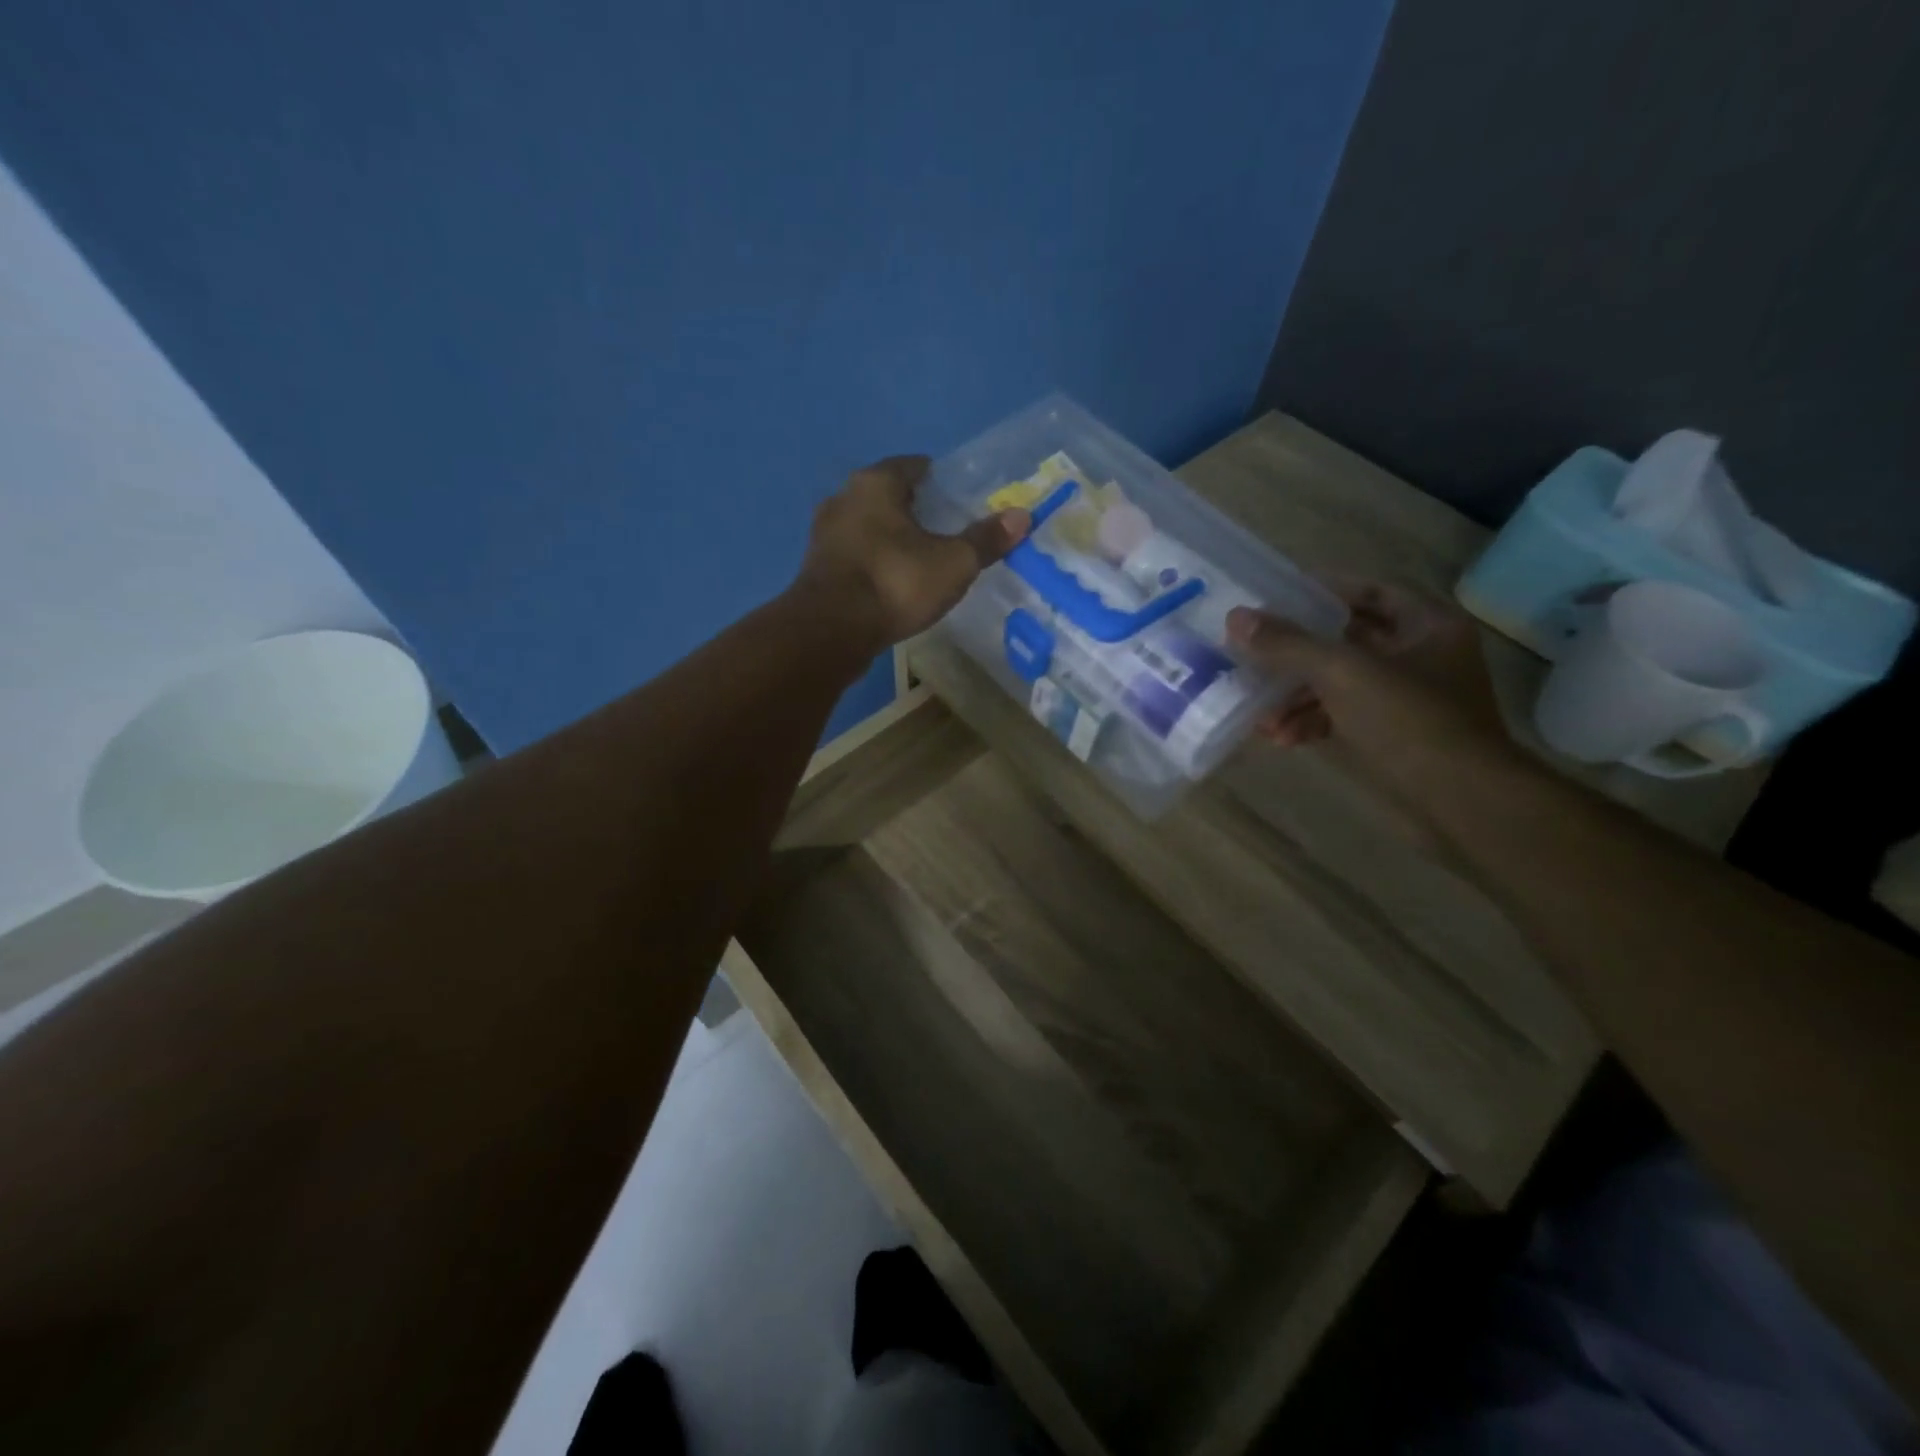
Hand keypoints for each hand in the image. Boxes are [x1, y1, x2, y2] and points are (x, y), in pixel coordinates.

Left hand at [796, 455, 1029, 649]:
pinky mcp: (816, 568)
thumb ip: (985, 539)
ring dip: (890, 538)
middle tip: (945, 531)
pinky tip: (891, 582)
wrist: (831, 631)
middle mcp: (843, 497)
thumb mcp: (953, 563)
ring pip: (867, 526)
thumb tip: (1022, 516)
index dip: (940, 480)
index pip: (914, 466)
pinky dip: (873, 562)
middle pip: (887, 495)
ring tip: (920, 559)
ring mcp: (823, 533)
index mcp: (876, 483)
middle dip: (915, 510)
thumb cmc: (895, 583)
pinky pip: (854, 555)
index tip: (960, 499)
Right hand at [1226, 581, 1512, 783]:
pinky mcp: (1394, 734)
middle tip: (1253, 656)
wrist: (1460, 801)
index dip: (1321, 592)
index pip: (1368, 591)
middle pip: (1346, 640)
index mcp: (1426, 625)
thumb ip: (1288, 644)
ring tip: (1260, 713)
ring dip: (1296, 696)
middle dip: (1296, 654)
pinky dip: (1312, 722)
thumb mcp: (1342, 673)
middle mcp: (1421, 655)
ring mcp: (1408, 697)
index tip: (1274, 600)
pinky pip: (1344, 715)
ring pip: (1340, 682)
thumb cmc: (1409, 722)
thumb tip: (1236, 618)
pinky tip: (1280, 737)